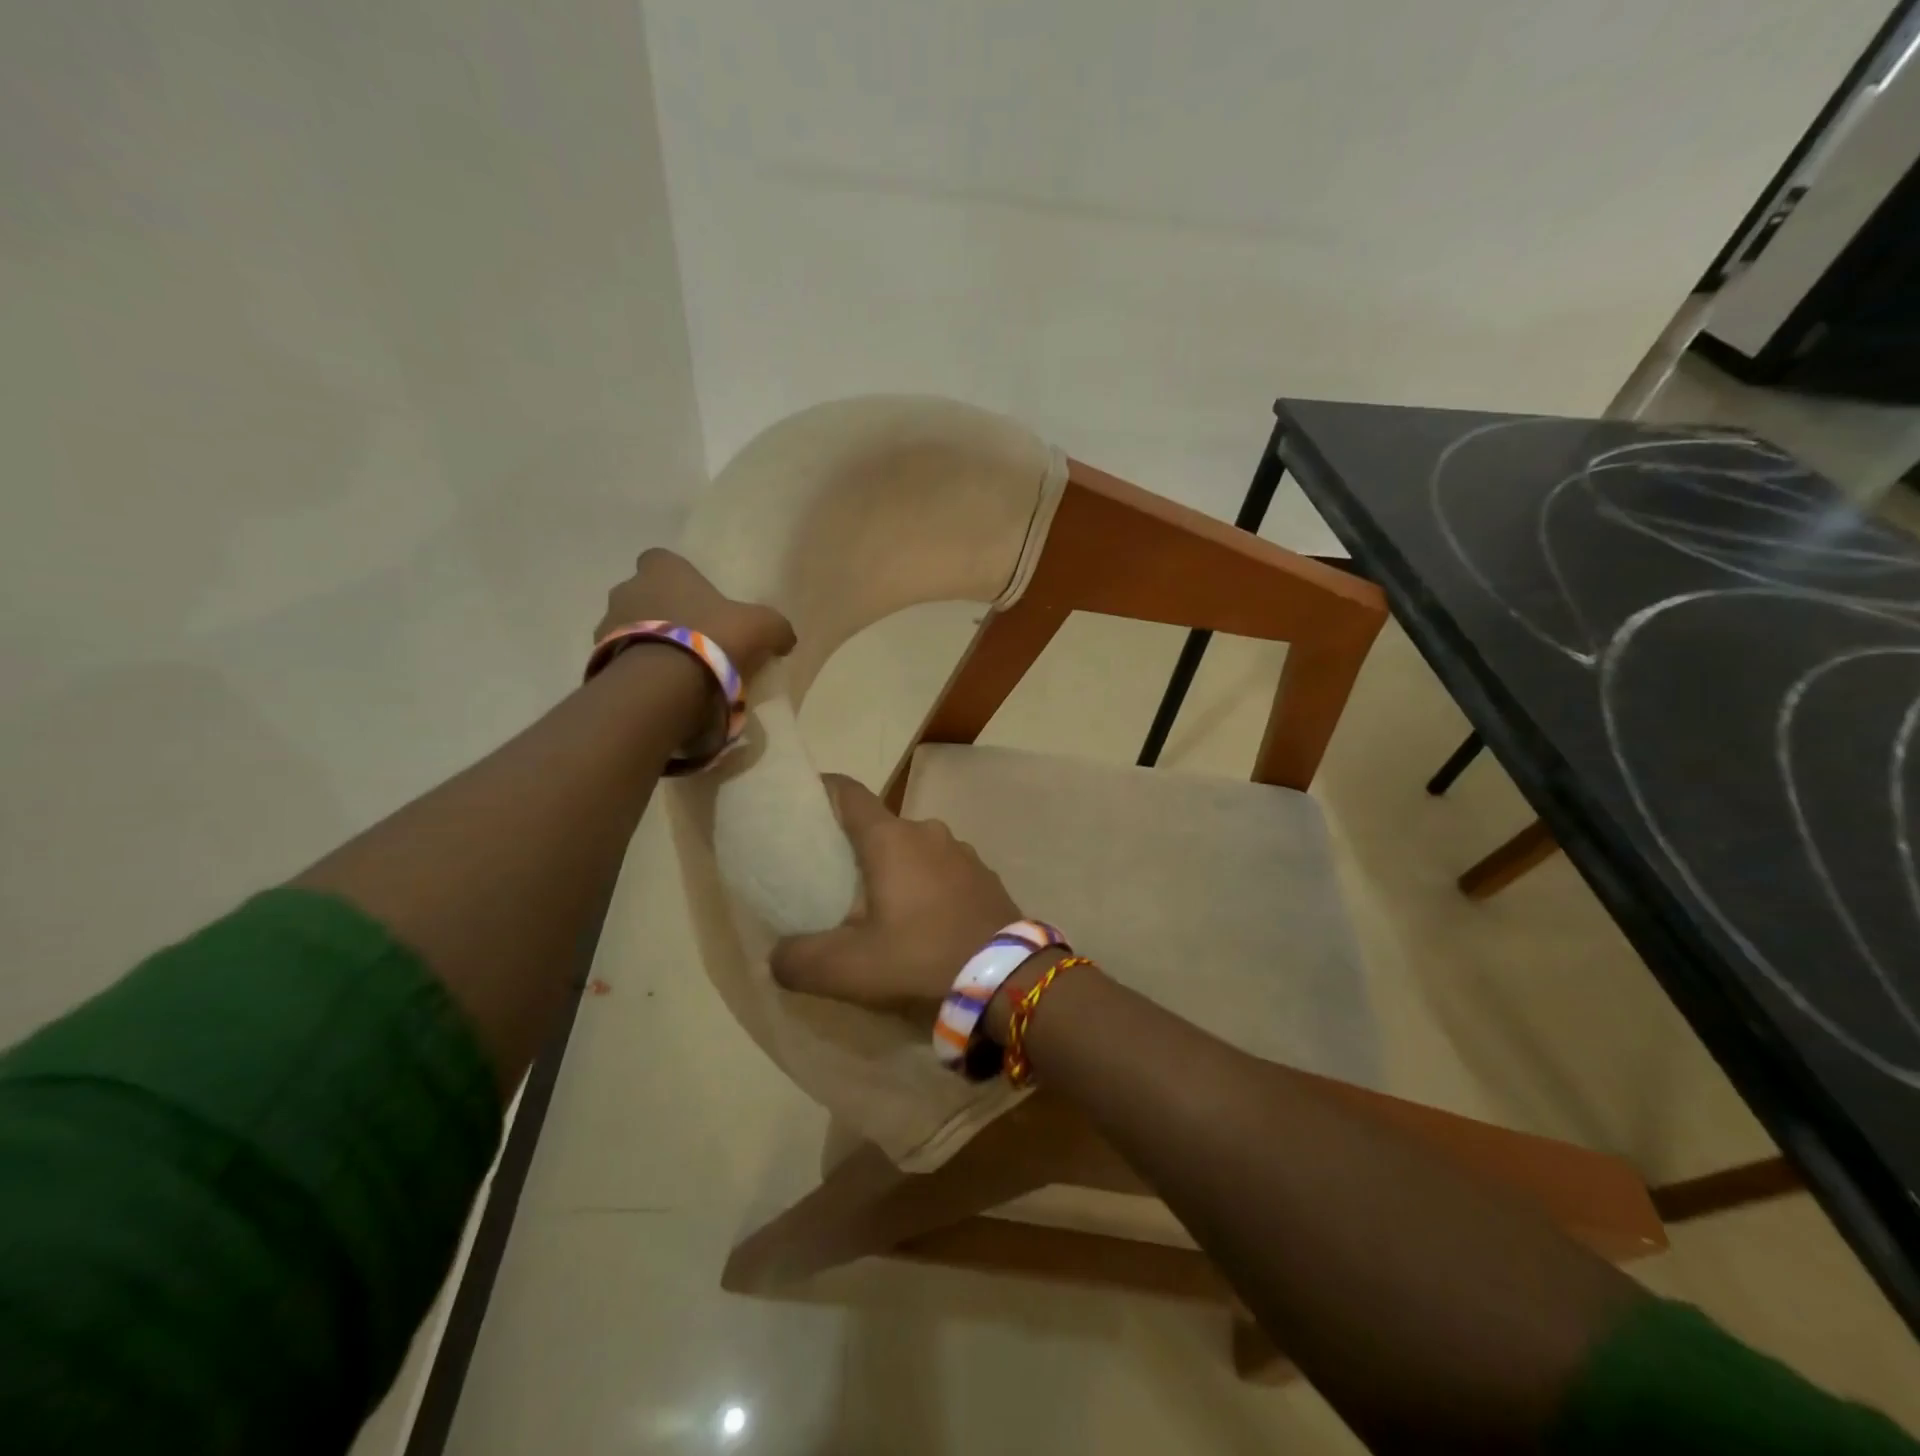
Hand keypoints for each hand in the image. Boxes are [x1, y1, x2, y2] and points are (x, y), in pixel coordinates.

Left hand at [596, 549, 795, 679]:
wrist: (663, 682)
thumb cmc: (712, 637)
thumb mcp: (761, 627)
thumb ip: (776, 627)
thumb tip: (786, 637)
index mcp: (661, 570)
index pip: (660, 559)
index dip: (677, 576)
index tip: (695, 598)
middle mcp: (626, 589)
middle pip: (642, 594)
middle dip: (660, 611)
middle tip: (689, 637)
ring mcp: (606, 625)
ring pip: (627, 626)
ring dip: (645, 640)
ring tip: (674, 667)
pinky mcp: (598, 660)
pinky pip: (620, 659)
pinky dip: (636, 668)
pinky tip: (659, 686)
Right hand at [771, 774, 1021, 1012]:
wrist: (1009, 980)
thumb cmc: (921, 959)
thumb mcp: (847, 969)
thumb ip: (799, 960)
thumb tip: (776, 956)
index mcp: (891, 839)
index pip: (848, 792)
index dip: (821, 790)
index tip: (801, 801)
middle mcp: (927, 832)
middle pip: (880, 826)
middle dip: (856, 845)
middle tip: (834, 877)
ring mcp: (962, 852)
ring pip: (914, 849)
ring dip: (895, 868)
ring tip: (880, 905)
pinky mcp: (984, 875)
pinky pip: (942, 869)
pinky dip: (925, 883)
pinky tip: (923, 920)